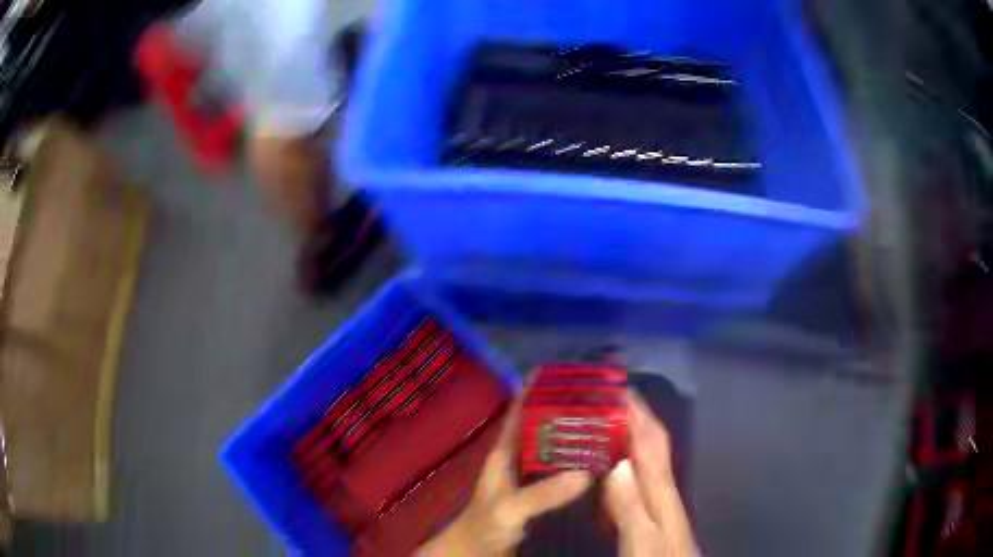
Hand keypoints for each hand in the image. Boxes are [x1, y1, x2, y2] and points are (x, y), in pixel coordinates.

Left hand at [416, 393, 591, 556]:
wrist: (478, 550)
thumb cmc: (485, 525)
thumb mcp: (510, 508)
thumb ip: (541, 494)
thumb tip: (585, 475)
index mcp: (505, 452)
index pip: (520, 411)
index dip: (535, 389)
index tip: (561, 370)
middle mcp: (519, 458)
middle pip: (543, 425)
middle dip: (566, 409)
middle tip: (601, 397)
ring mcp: (530, 476)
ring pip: (554, 447)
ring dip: (575, 435)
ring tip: (608, 422)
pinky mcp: (540, 491)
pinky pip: (561, 469)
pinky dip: (578, 461)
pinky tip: (600, 460)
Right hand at [604, 392, 696, 556]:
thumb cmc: (659, 556)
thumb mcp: (642, 536)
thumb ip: (630, 504)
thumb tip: (618, 464)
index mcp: (660, 486)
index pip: (651, 440)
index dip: (638, 413)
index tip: (618, 389)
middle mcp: (661, 485)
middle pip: (650, 443)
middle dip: (632, 417)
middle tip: (603, 402)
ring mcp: (658, 497)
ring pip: (644, 456)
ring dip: (628, 435)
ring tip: (603, 423)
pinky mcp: (652, 509)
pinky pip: (638, 474)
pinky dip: (626, 459)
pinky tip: (612, 466)